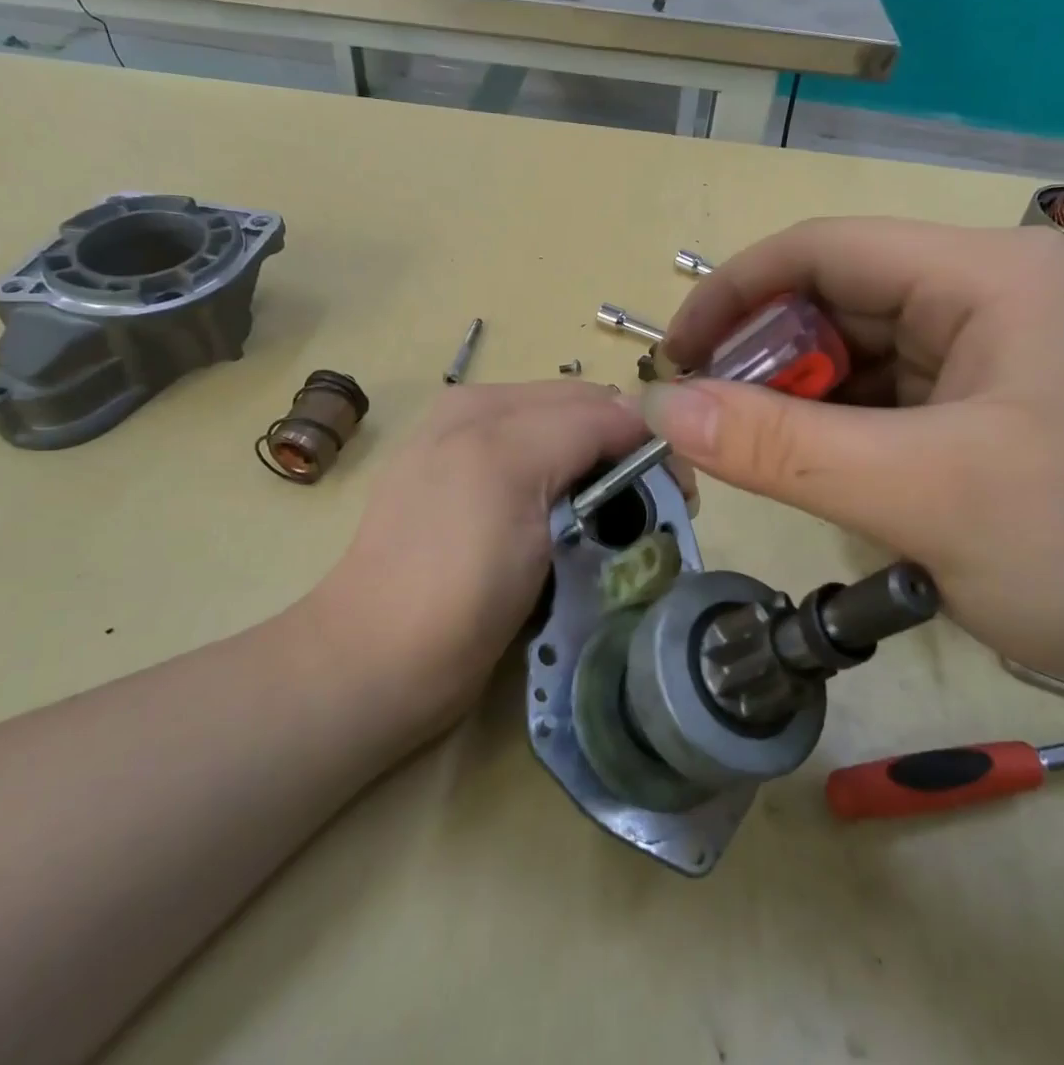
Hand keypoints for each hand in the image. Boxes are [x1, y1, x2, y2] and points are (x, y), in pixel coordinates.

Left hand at [311, 381, 680, 731]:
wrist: (383, 664)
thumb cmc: (453, 571)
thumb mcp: (513, 472)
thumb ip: (580, 425)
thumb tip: (643, 413)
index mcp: (487, 404)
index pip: (594, 400)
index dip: (644, 438)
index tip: (680, 494)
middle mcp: (481, 424)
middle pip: (583, 424)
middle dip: (626, 460)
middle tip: (656, 516)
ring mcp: (477, 470)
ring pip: (571, 457)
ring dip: (605, 486)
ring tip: (620, 533)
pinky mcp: (478, 513)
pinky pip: (547, 487)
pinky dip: (575, 503)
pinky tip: (576, 537)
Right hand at [646, 219, 1063, 709]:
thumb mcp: (922, 495)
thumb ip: (781, 448)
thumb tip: (662, 407)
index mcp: (984, 276)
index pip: (821, 249)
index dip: (732, 295)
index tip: (673, 360)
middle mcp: (988, 297)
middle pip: (838, 304)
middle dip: (765, 362)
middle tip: (710, 432)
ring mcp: (994, 357)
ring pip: (859, 360)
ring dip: (802, 407)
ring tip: (763, 465)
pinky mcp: (994, 412)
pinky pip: (890, 405)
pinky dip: (842, 436)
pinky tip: (828, 481)